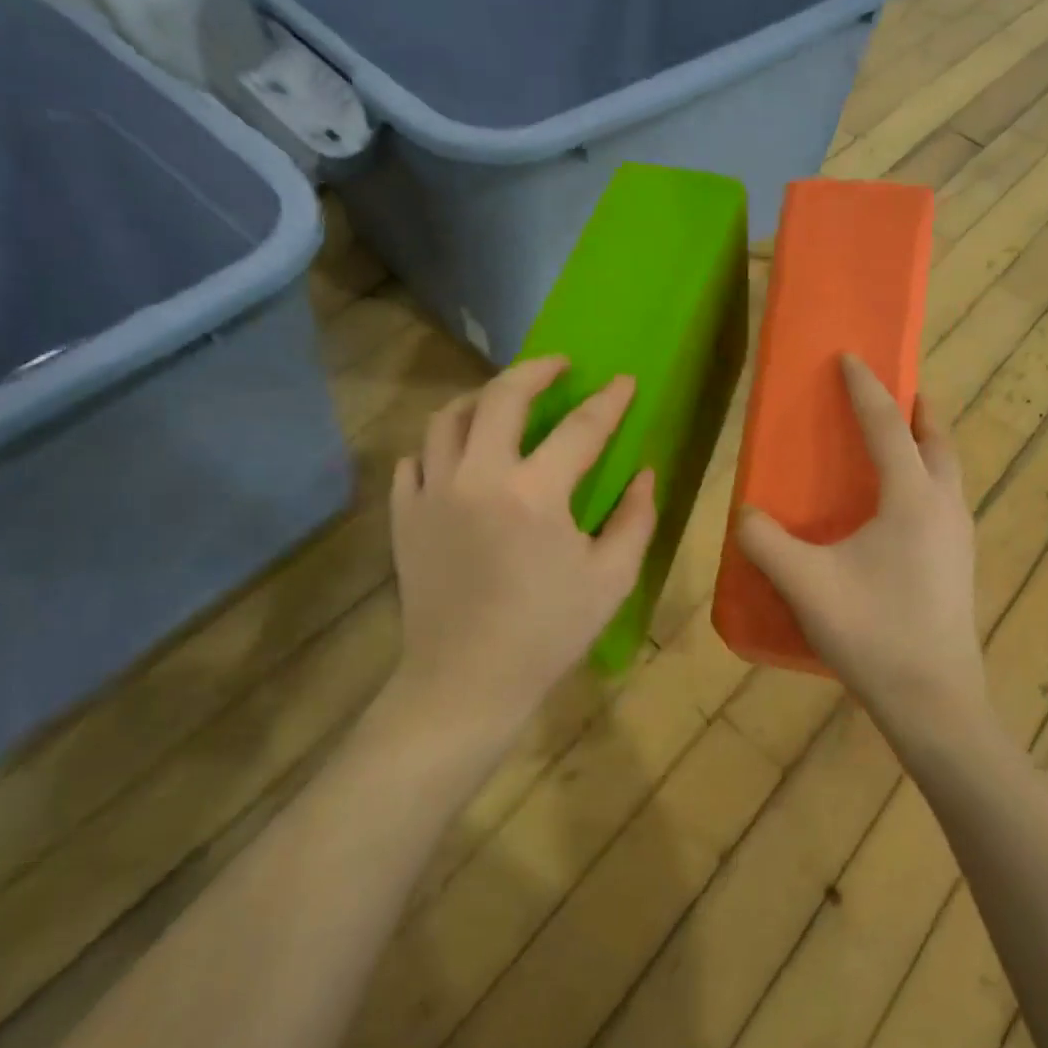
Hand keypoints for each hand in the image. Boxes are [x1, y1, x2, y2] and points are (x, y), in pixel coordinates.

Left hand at [389, 356, 656, 741]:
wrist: (466, 681)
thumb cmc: (548, 633)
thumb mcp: (611, 579)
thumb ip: (635, 518)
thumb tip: (644, 472)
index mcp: (535, 493)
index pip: (581, 428)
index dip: (609, 401)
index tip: (625, 381)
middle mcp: (478, 477)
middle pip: (502, 397)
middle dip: (535, 370)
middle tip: (559, 366)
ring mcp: (432, 493)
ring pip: (447, 418)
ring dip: (480, 398)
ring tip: (502, 400)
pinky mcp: (404, 515)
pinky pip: (415, 459)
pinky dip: (438, 446)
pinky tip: (457, 455)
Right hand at [736, 355, 985, 724]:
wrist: (934, 701)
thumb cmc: (872, 632)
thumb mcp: (805, 583)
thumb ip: (765, 542)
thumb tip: (744, 514)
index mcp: (912, 499)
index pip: (888, 426)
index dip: (866, 388)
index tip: (851, 357)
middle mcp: (945, 507)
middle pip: (938, 440)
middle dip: (917, 408)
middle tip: (894, 392)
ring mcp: (960, 538)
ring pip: (949, 471)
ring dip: (926, 444)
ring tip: (896, 442)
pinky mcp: (959, 564)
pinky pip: (945, 500)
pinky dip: (926, 479)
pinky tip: (898, 509)